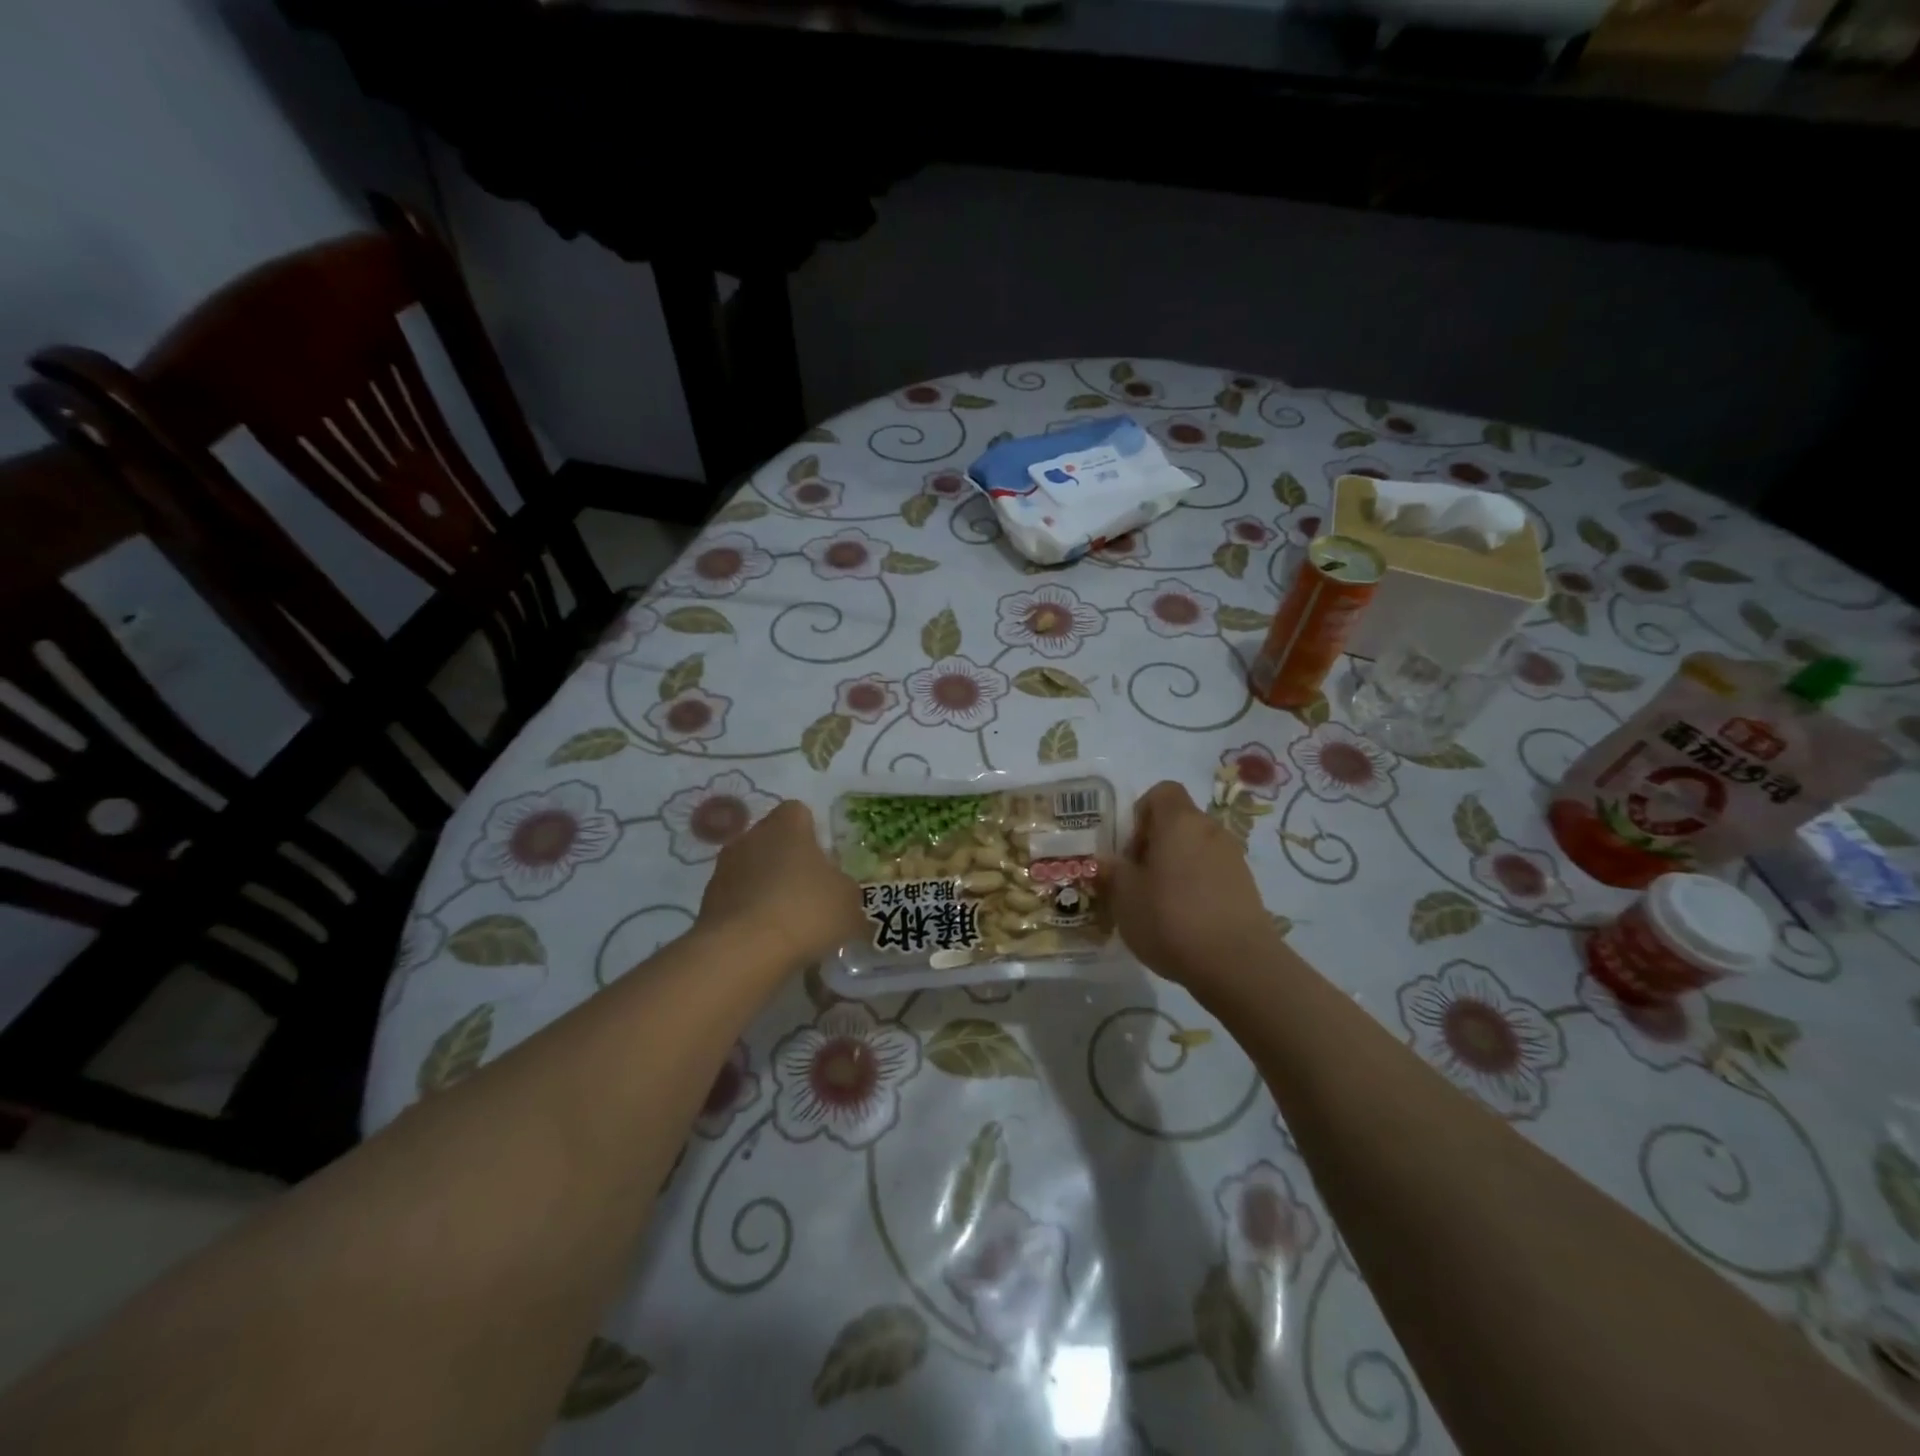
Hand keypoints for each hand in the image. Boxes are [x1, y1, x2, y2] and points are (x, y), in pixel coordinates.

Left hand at [697, 800, 862, 969]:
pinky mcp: (707, 903)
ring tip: (787, 921)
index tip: (824, 859)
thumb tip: (840, 892)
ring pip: (752, 870)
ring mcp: (723, 869)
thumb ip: (845, 889)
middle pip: (772, 840)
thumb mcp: (848, 901)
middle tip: (809, 891)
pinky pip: (736, 900)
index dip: (812, 832)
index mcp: (786, 826)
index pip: (798, 812)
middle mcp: (751, 837)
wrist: (743, 951)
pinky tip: (766, 939)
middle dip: (788, 861)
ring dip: (766, 887)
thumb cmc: (805, 911)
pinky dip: (749, 913)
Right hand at [1102, 781, 1281, 994]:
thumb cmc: (1171, 919)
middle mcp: (1210, 830)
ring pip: (1195, 849)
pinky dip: (1196, 886)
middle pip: (1178, 822)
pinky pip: (1212, 873)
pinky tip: (1184, 920)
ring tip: (1158, 904)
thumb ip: (1112, 872)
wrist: (1238, 964)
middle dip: (1155, 844)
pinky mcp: (1247, 887)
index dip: (1141, 813)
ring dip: (1175, 867)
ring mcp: (1233, 858)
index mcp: (1179, 822)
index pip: (1162, 792)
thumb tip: (1104, 861)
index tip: (1129, 848)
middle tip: (1137, 880)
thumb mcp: (1125, 897)